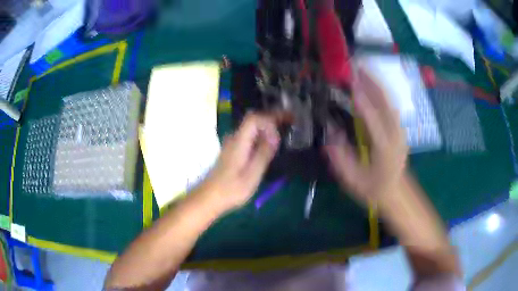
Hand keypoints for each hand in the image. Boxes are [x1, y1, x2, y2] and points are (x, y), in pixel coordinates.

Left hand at [199, 113, 280, 210]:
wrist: (209, 198)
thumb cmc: (231, 190)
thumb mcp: (252, 175)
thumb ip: (263, 153)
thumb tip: (275, 136)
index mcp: (239, 142)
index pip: (254, 119)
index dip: (271, 119)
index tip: (284, 127)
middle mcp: (234, 138)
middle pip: (253, 120)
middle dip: (272, 118)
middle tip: (290, 121)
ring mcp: (231, 144)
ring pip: (251, 128)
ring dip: (267, 126)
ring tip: (283, 131)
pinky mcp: (232, 151)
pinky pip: (249, 136)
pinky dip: (261, 135)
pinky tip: (269, 144)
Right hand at [324, 69, 407, 204]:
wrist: (397, 192)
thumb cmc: (374, 189)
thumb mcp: (353, 181)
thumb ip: (341, 159)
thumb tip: (331, 134)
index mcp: (384, 150)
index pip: (373, 121)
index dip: (363, 102)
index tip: (352, 84)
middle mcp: (395, 136)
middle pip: (386, 103)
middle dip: (372, 82)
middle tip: (356, 66)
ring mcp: (400, 130)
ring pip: (389, 100)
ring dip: (377, 82)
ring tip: (362, 67)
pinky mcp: (400, 127)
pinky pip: (391, 104)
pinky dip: (382, 90)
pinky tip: (373, 81)